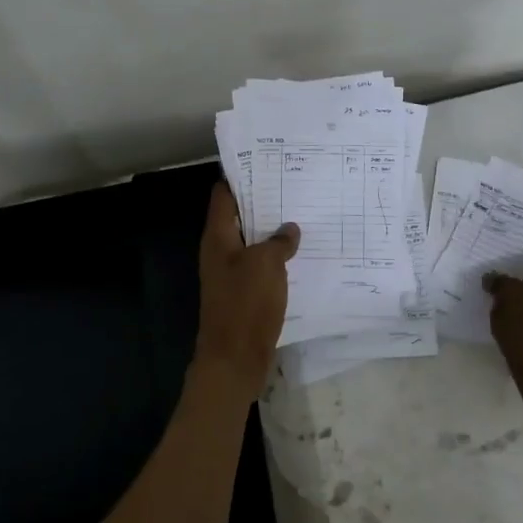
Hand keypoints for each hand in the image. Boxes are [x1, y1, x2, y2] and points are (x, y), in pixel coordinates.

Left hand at [192, 183, 299, 391]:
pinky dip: (278, 259)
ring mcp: (232, 274)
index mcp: (218, 238)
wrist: (234, 359)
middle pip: (240, 218)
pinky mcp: (245, 294)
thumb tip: (289, 229)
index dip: (241, 177)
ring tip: (304, 215)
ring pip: (253, 243)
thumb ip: (278, 241)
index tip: (266, 163)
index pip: (223, 195)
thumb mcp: (265, 265)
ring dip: (274, 232)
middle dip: (264, 203)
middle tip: (295, 186)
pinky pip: (262, 267)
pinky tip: (302, 254)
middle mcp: (221, 252)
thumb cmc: (245, 304)